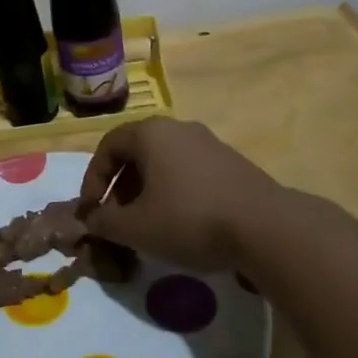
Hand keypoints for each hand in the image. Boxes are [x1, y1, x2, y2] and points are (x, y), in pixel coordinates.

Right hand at [80, 118, 288, 272]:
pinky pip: (190, 173)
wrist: (267, 228)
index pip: (107, 146)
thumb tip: (90, 221)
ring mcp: (210, 144)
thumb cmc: (189, 219)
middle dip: (120, 188)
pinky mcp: (233, 164)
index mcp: (150, 133)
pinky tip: (182, 225)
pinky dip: (175, 194)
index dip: (92, 180)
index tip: (92, 212)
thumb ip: (104, 223)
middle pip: (137, 153)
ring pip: (164, 164)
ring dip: (147, 192)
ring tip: (148, 226)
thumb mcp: (136, 228)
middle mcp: (179, 129)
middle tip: (117, 220)